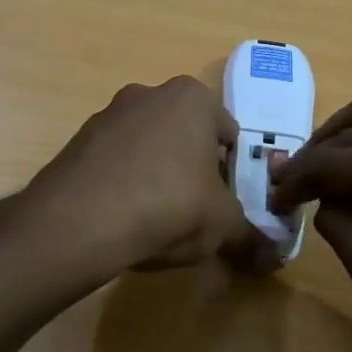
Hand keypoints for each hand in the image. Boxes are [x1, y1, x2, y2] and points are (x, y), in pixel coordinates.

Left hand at [22, 77, 277, 277]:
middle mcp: (149, 94)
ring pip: (148, 146)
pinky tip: (121, 218)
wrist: (79, 221)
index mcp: (192, 98)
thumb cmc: (169, 205)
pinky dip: (123, 182)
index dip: (232, 170)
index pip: (228, 132)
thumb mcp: (222, 225)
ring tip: (155, 219)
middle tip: (194, 210)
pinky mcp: (77, 140)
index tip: (225, 201)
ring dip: (156, 174)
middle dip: (192, 168)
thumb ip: (251, 236)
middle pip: (185, 135)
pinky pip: (114, 161)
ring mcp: (108, 114)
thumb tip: (274, 258)